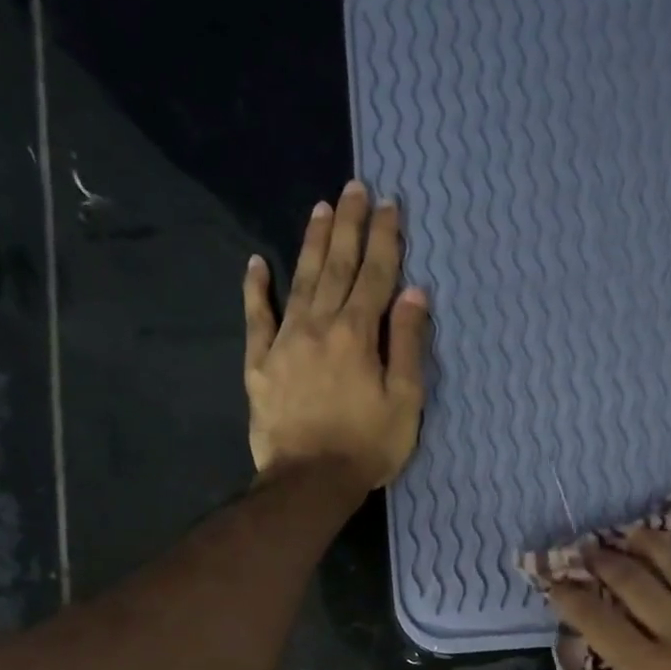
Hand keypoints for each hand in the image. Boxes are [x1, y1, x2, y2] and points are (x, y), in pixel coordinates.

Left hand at [243, 180, 431, 490]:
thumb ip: (407, 345)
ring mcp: (285, 342)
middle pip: (338, 267)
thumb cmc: (367, 446)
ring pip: (300, 281)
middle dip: (349, 226)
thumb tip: (414, 295)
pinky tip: (256, 262)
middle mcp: (320, 326)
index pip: (376, 276)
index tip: (390, 205)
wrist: (309, 481)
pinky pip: (256, 318)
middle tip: (354, 188)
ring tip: (321, 209)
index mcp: (358, 334)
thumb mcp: (404, 401)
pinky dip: (256, 289)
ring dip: (313, 244)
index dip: (385, 240)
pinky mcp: (260, 364)